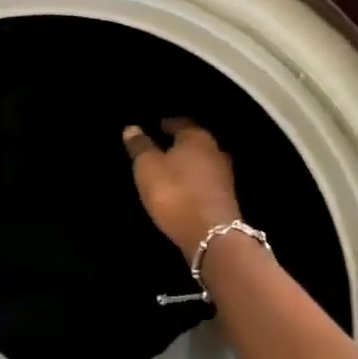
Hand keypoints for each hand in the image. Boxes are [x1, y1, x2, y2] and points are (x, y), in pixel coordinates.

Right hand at [123, 119, 241, 259]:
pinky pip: (205, 181)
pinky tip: (182, 188)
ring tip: (169, 169)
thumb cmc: (175, 193)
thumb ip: (140, 146)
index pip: (181, 123)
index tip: (155, 126)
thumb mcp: (148, 167)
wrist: (212, 235)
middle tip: (160, 147)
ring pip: (202, 162)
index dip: (167, 124)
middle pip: (194, 141)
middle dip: (179, 143)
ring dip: (187, 164)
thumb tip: (132, 128)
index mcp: (196, 138)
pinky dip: (193, 181)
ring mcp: (224, 175)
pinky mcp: (225, 198)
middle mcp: (215, 151)